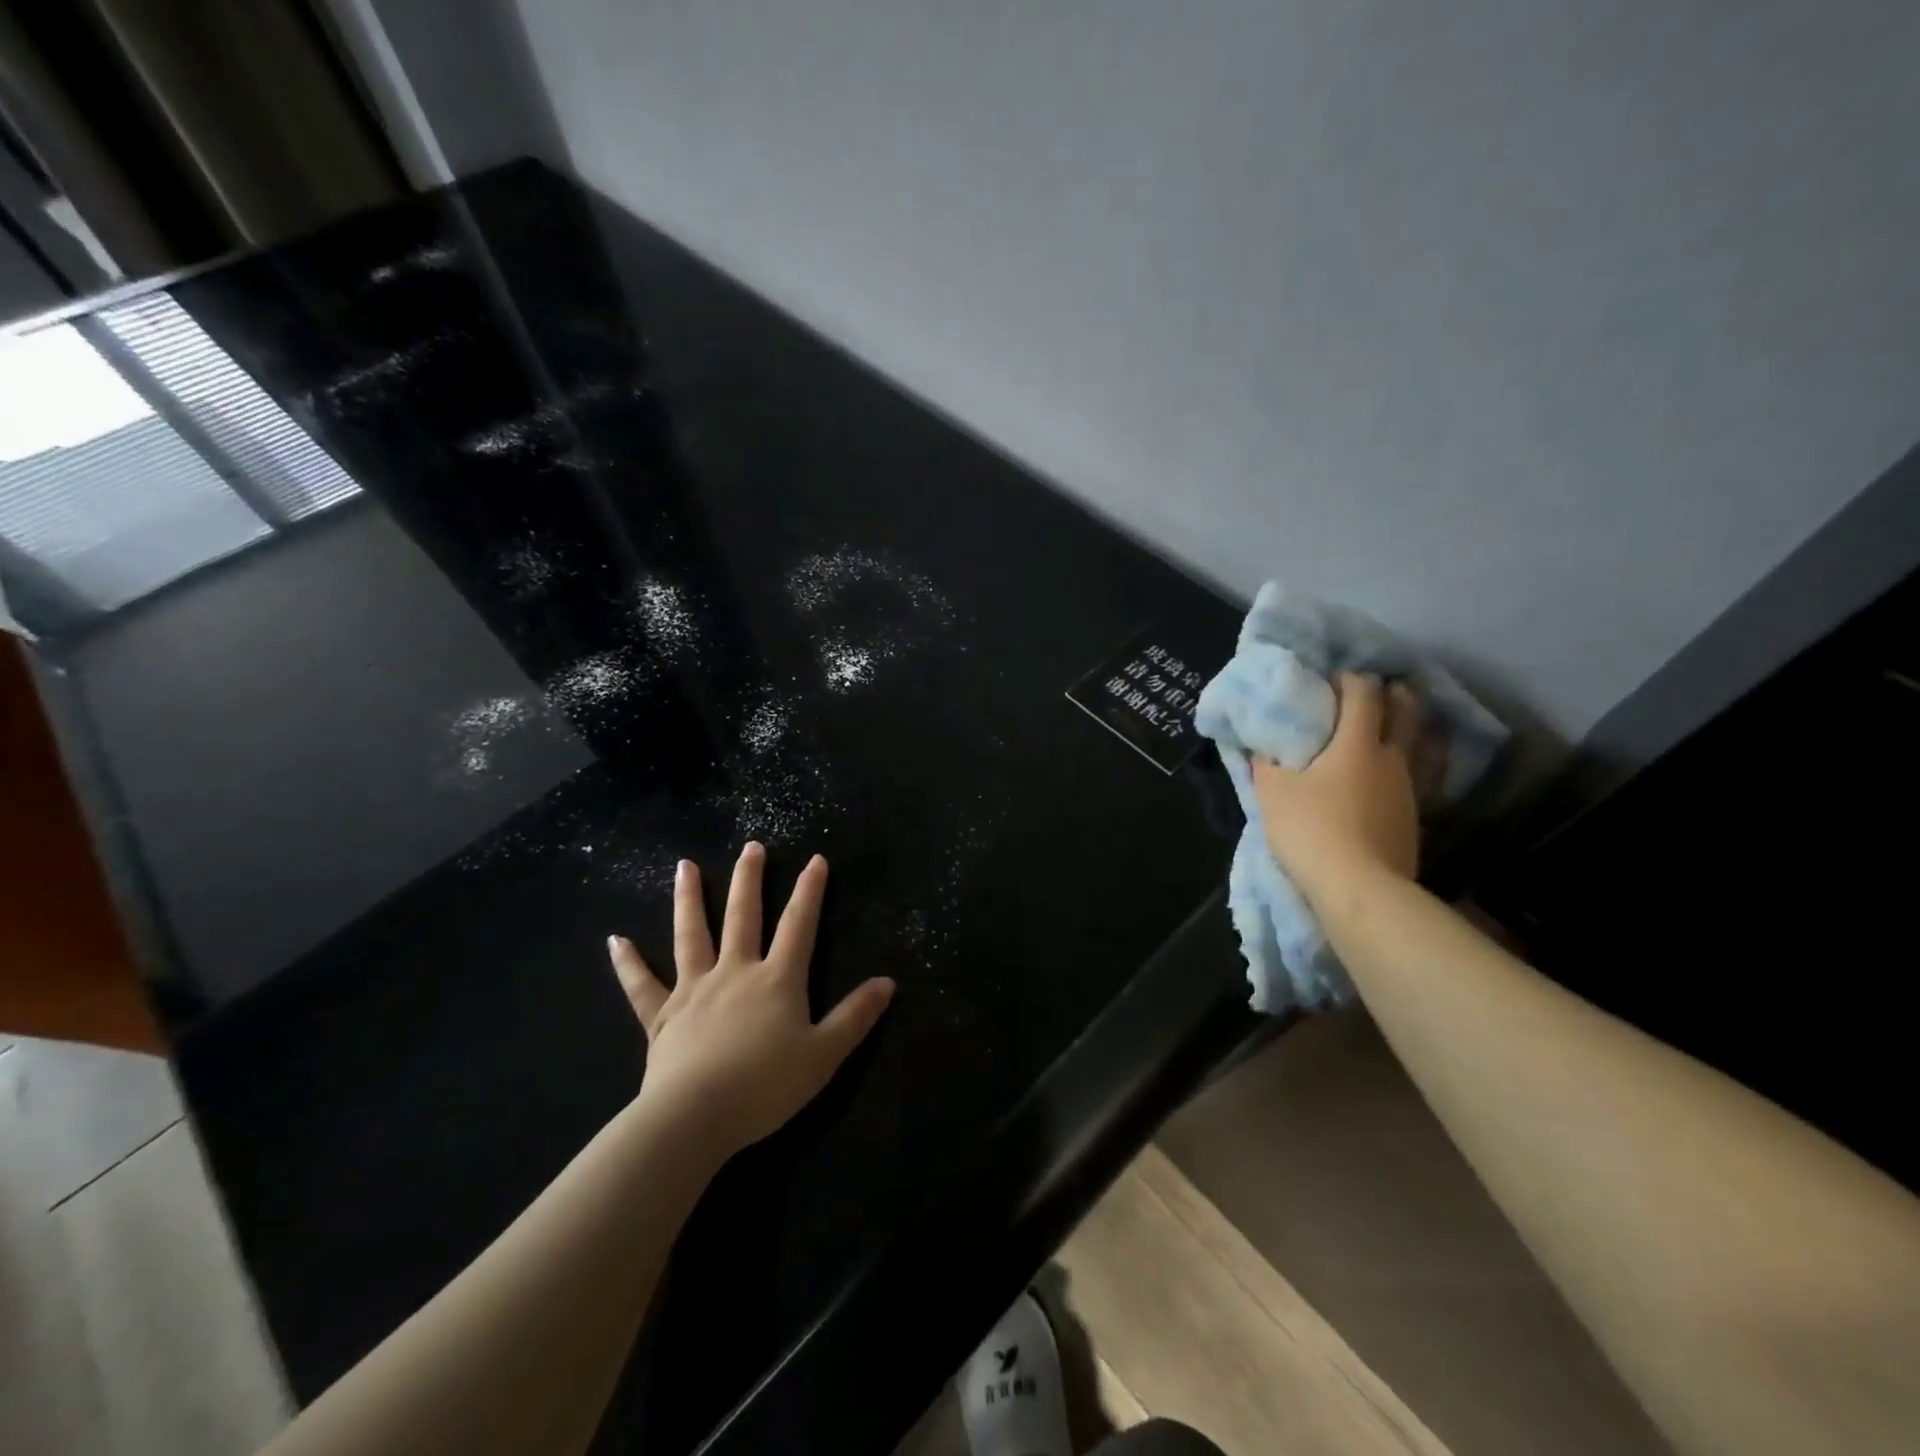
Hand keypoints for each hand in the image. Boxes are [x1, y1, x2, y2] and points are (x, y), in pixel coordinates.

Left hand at [606, 843, 894, 1160]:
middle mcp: (735, 972)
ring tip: (684, 865)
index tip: (815, 859)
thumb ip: (855, 1017)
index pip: (799, 925)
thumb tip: (887, 982)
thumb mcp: (824, 1055)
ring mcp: (694, 990)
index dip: (810, 891)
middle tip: (751, 846)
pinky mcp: (662, 1016)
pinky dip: (628, 963)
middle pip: (743, 916)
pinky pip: (642, 985)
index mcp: (777, 979)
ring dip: (689, 898)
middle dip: (749, 879)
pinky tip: (615, 940)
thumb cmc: (765, 1086)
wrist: (694, 1118)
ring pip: (691, 935)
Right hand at [1251, 672, 1423, 896]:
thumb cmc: (1311, 829)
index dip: (1349, 679)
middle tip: (1381, 690)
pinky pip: (1420, 777)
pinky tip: (1400, 773)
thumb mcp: (1273, 793)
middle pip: (1405, 713)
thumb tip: (1263, 750)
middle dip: (1394, 696)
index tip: (1332, 679)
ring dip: (1411, 728)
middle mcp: (1391, 759)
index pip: (1362, 694)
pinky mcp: (1414, 819)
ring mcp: (1410, 790)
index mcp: (1356, 743)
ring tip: (1400, 724)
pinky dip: (1413, 764)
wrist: (1359, 889)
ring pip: (1419, 746)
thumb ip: (1267, 765)